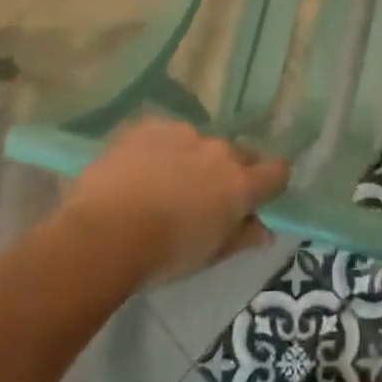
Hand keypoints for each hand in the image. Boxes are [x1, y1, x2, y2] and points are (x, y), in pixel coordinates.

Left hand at [58, 117, 288, 283]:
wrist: (104, 232)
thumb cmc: (162, 255)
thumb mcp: (208, 256)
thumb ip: (241, 238)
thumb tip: (265, 231)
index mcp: (240, 184)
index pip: (277, 171)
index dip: (271, 182)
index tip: (259, 196)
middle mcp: (218, 150)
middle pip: (238, 154)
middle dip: (229, 171)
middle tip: (207, 197)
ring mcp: (183, 133)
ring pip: (199, 143)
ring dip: (192, 159)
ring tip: (164, 184)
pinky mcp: (149, 125)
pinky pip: (165, 134)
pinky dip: (160, 150)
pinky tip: (139, 171)